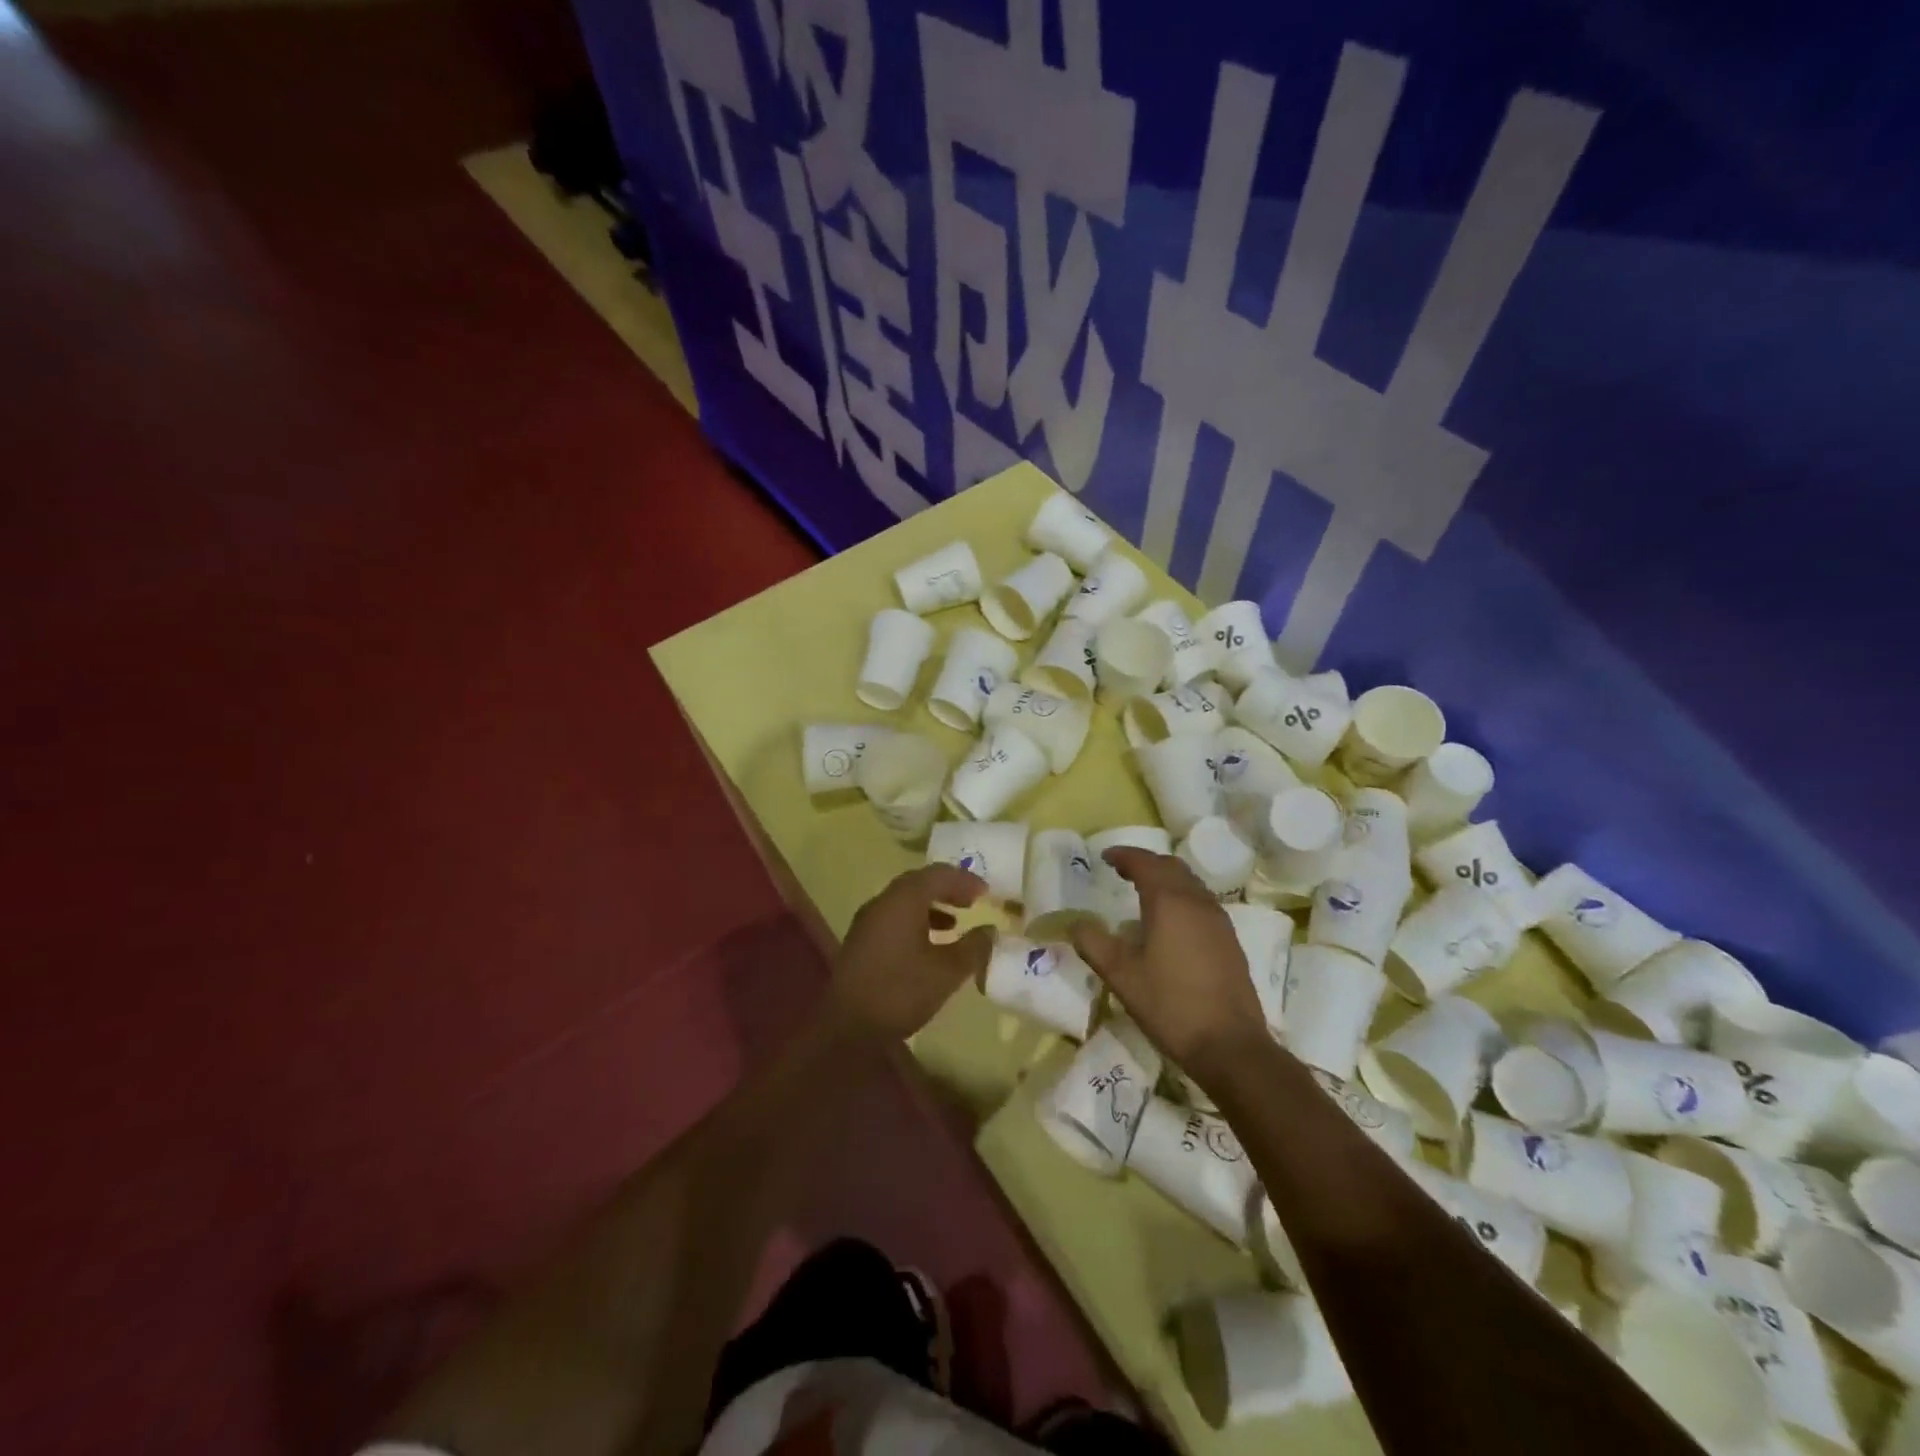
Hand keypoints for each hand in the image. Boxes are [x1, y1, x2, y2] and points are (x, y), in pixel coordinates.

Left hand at [830, 864, 994, 1039]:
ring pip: (904, 901)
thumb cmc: (900, 992)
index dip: (964, 880)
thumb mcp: (947, 972)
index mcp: (902, 901)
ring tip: (955, 924)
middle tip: (971, 902)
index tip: (986, 892)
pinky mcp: (861, 941)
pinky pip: (894, 918)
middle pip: (918, 883)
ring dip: (931, 906)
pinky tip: (929, 945)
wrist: (846, 1028)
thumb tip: (990, 931)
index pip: (937, 875)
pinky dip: (916, 921)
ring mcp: (867, 922)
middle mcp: (882, 903)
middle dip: (947, 889)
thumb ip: (973, 948)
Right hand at [1070, 849, 1267, 1073]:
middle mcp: (1197, 902)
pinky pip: (1202, 903)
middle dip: (1146, 863)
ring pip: (1190, 884)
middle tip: (1122, 871)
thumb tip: (1076, 923)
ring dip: (1166, 879)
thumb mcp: (1120, 975)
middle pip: (1171, 867)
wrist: (1229, 1045)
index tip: (1105, 857)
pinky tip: (1171, 923)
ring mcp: (1218, 921)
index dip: (1124, 856)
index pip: (1145, 863)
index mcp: (1169, 901)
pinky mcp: (1230, 941)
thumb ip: (1093, 943)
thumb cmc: (1169, 1005)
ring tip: (1144, 892)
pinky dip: (1182, 898)